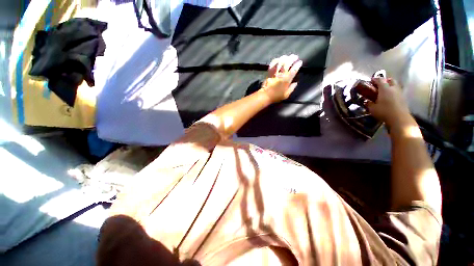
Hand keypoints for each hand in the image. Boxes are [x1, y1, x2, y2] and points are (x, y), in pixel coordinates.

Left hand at [259, 54, 302, 102]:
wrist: (265, 95)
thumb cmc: (276, 96)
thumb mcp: (286, 95)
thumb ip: (291, 88)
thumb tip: (295, 83)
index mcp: (286, 80)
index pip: (294, 70)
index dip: (297, 65)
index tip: (300, 62)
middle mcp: (281, 75)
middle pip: (287, 63)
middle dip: (292, 58)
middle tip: (295, 57)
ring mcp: (275, 73)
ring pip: (280, 62)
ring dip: (285, 58)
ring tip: (288, 56)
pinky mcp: (269, 73)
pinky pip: (272, 64)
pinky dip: (276, 60)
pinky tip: (278, 59)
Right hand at [367, 77, 411, 126]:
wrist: (399, 118)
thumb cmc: (384, 111)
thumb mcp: (372, 108)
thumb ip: (369, 103)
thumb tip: (367, 101)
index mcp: (385, 89)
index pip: (380, 80)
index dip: (375, 79)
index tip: (371, 80)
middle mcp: (393, 88)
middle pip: (390, 80)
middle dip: (385, 80)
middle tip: (379, 84)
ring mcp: (400, 93)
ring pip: (395, 85)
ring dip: (390, 86)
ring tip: (385, 90)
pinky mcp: (403, 98)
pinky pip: (397, 91)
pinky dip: (393, 92)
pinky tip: (390, 97)